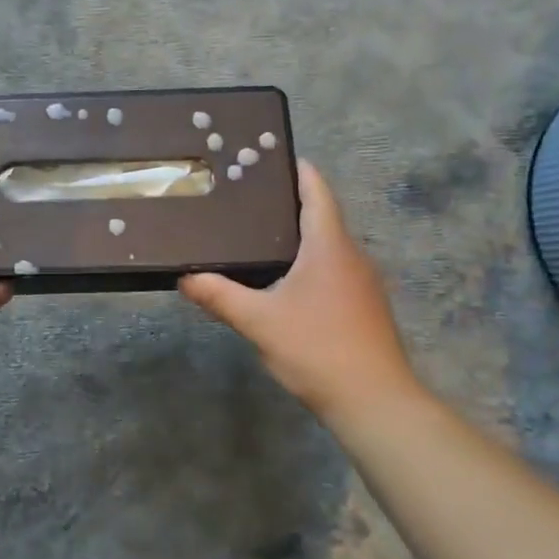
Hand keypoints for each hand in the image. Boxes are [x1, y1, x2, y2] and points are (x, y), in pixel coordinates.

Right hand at [179, 160, 423, 428]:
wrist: (374, 401)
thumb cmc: (317, 349)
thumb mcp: (258, 321)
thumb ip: (219, 296)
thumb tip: (184, 277)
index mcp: (328, 246)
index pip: (317, 192)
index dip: (297, 170)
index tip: (269, 157)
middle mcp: (350, 256)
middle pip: (320, 215)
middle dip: (286, 203)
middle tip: (243, 197)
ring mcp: (361, 282)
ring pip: (325, 245)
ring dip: (295, 235)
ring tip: (253, 235)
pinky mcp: (362, 306)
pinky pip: (330, 268)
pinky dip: (305, 261)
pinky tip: (279, 279)